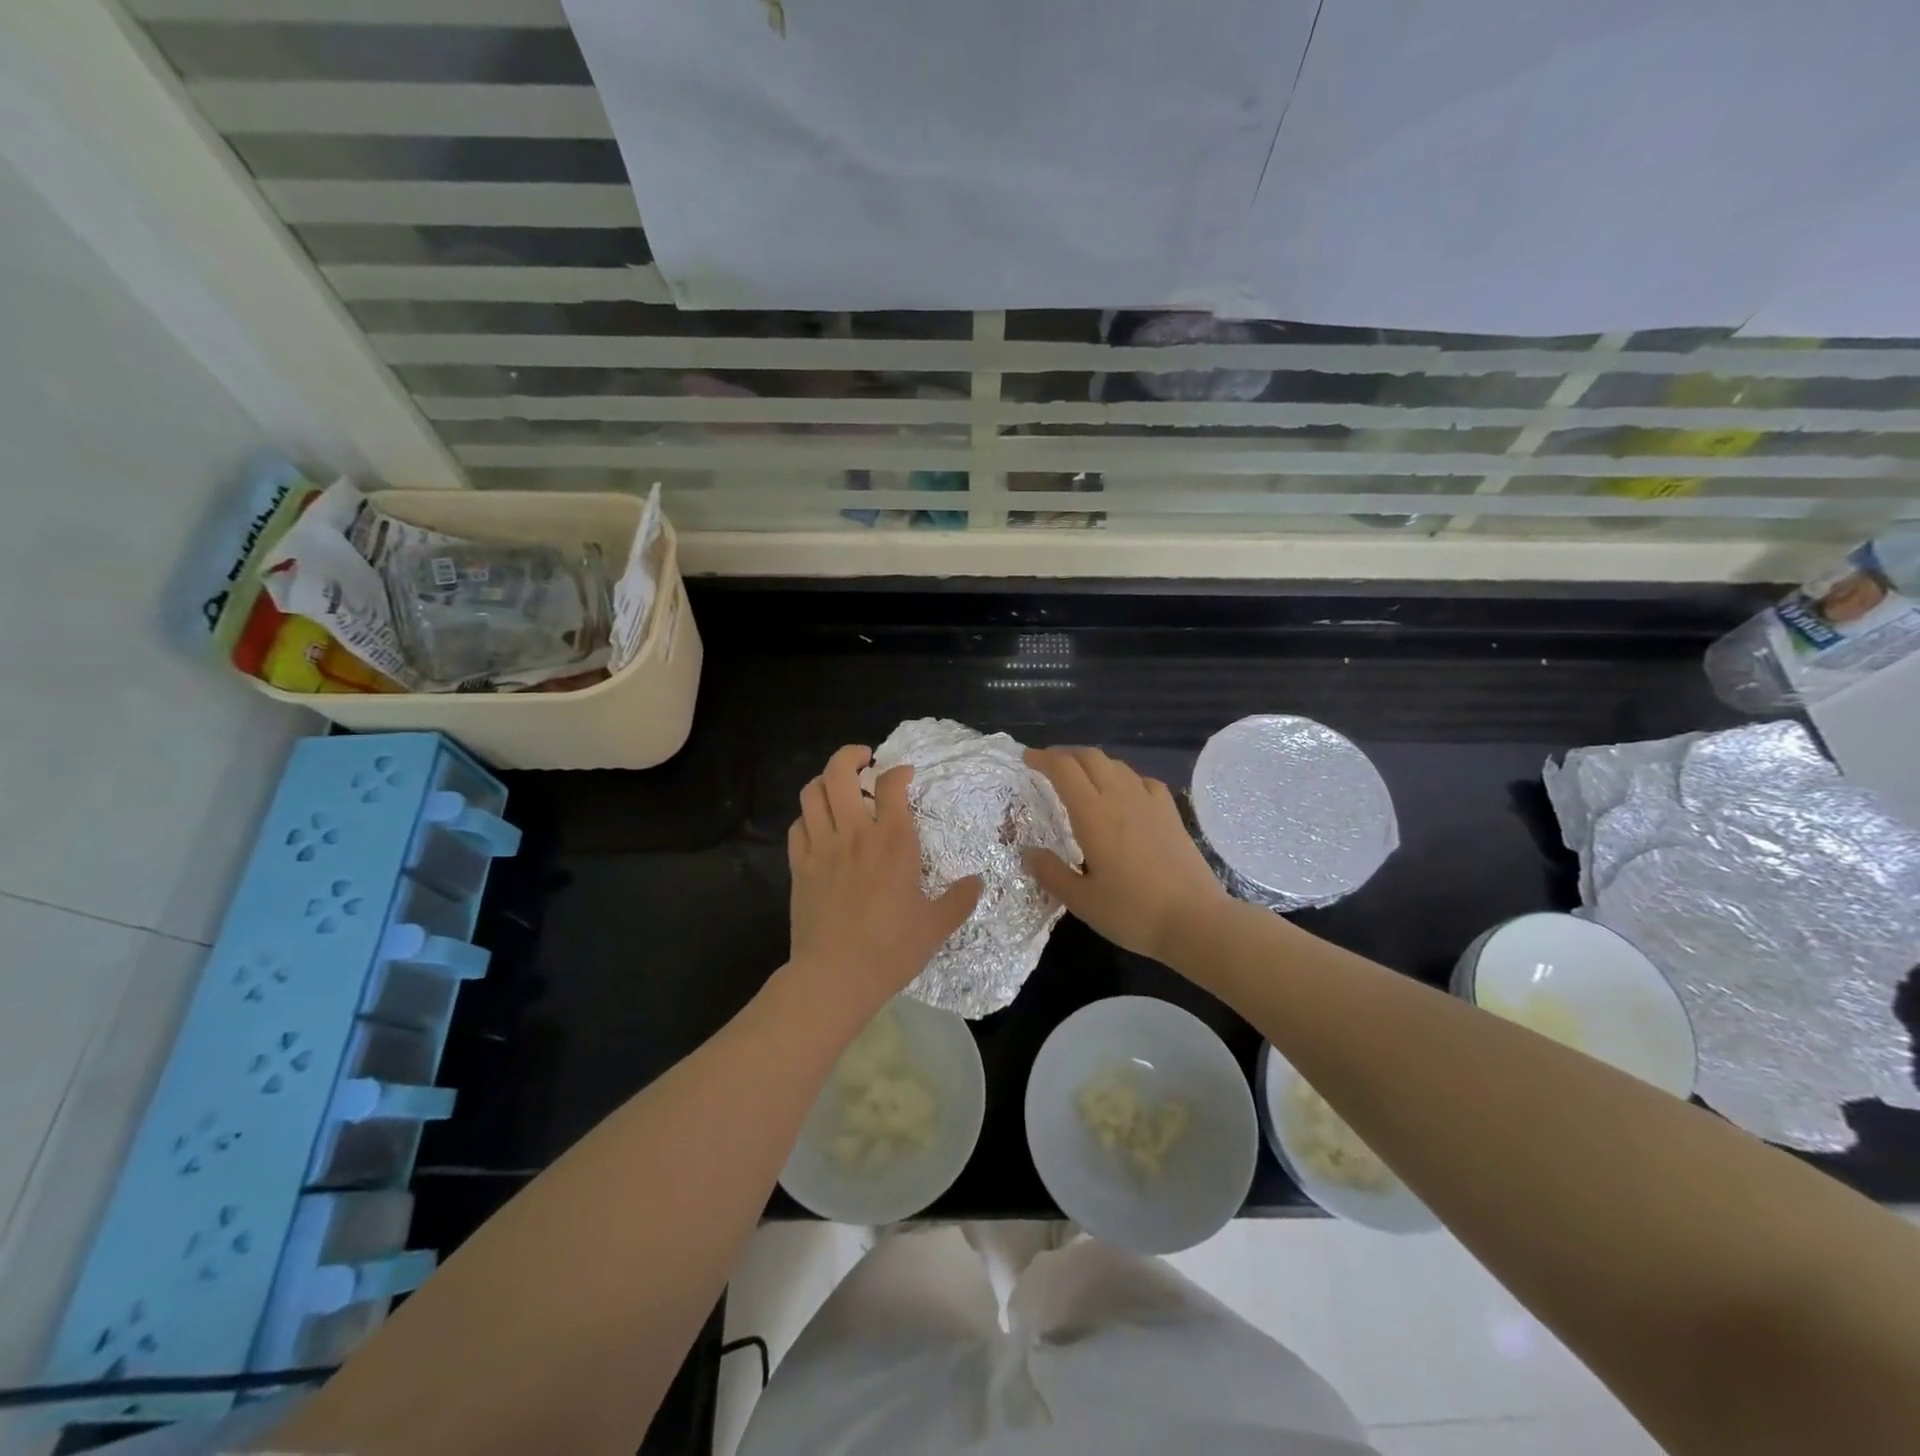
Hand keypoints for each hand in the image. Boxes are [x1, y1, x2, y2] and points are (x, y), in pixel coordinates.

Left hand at [788, 744, 981, 1010]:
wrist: (835, 976)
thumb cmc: (891, 949)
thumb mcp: (936, 926)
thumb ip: (960, 899)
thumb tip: (977, 882)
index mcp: (893, 841)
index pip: (891, 784)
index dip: (899, 771)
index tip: (905, 775)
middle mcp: (855, 833)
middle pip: (839, 773)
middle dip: (851, 756)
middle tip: (864, 760)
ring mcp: (821, 847)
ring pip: (812, 793)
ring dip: (824, 781)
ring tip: (837, 786)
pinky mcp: (799, 866)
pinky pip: (797, 825)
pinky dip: (808, 816)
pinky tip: (819, 826)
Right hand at [1024, 746, 1229, 963]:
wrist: (1196, 921)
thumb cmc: (1132, 912)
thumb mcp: (1082, 901)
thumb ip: (1051, 873)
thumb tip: (1028, 853)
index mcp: (1093, 814)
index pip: (1064, 770)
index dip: (1043, 758)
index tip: (1027, 759)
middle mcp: (1121, 798)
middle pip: (1091, 757)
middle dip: (1066, 754)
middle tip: (1048, 764)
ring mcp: (1150, 802)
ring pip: (1117, 765)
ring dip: (1093, 763)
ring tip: (1081, 777)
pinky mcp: (1171, 813)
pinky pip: (1143, 780)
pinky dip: (1124, 777)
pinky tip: (1124, 793)